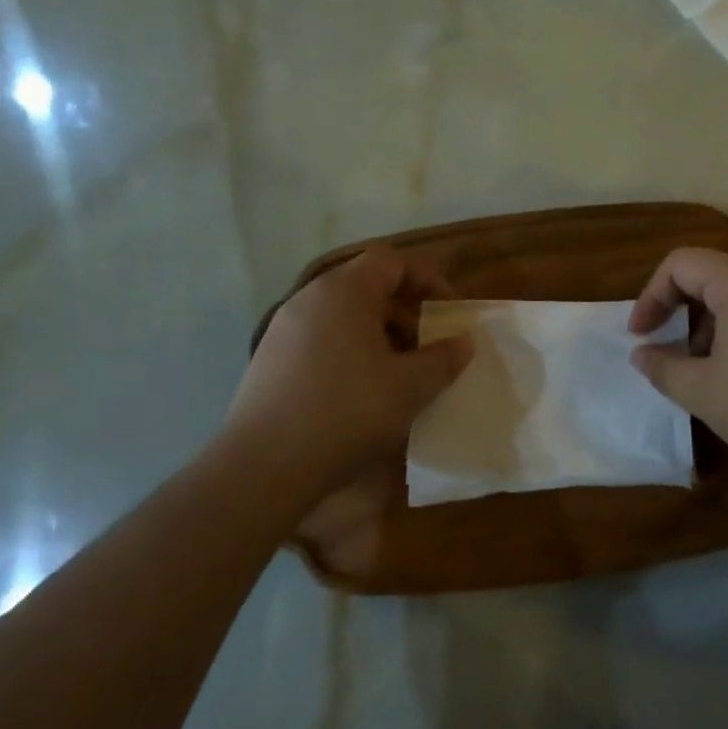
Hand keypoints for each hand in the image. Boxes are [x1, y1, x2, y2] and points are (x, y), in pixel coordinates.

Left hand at [227, 246, 472, 490]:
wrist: (263, 467)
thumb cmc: (347, 413)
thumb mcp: (409, 387)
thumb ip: (443, 359)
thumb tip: (464, 342)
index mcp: (344, 291)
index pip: (391, 260)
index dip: (426, 279)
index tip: (448, 311)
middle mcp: (310, 298)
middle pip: (366, 285)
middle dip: (404, 310)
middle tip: (427, 344)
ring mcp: (284, 328)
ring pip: (343, 314)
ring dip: (378, 333)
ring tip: (399, 370)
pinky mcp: (269, 359)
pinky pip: (321, 337)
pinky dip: (349, 350)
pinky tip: (361, 391)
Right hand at [628, 248, 727, 489]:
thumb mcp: (706, 393)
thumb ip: (664, 367)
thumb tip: (642, 354)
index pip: (681, 263)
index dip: (651, 296)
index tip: (641, 335)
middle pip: (711, 274)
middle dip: (682, 310)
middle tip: (673, 352)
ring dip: (712, 323)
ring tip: (708, 370)